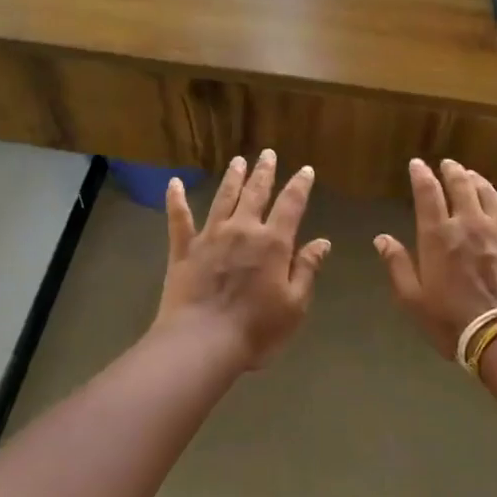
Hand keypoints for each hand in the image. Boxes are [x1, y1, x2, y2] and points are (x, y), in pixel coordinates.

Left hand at [154, 149, 331, 373]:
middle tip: (267, 153)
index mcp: (272, 243)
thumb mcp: (294, 305)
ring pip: (223, 198)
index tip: (305, 170)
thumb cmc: (256, 329)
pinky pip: (179, 219)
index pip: (291, 205)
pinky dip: (176, 200)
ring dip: (232, 179)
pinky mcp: (183, 249)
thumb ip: (306, 269)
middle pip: (255, 194)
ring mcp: (209, 237)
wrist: (202, 342)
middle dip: (264, 172)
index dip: (300, 186)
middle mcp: (241, 230)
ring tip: (238, 161)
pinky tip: (174, 183)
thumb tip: (322, 241)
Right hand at [375, 158, 496, 358]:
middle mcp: (469, 224)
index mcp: (438, 235)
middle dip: (452, 171)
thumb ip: (397, 265)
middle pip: (461, 185)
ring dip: (479, 182)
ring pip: (490, 195)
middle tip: (449, 164)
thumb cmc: (452, 321)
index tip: (417, 164)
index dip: (421, 175)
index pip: (427, 193)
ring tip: (473, 177)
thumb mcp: (413, 299)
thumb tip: (381, 238)